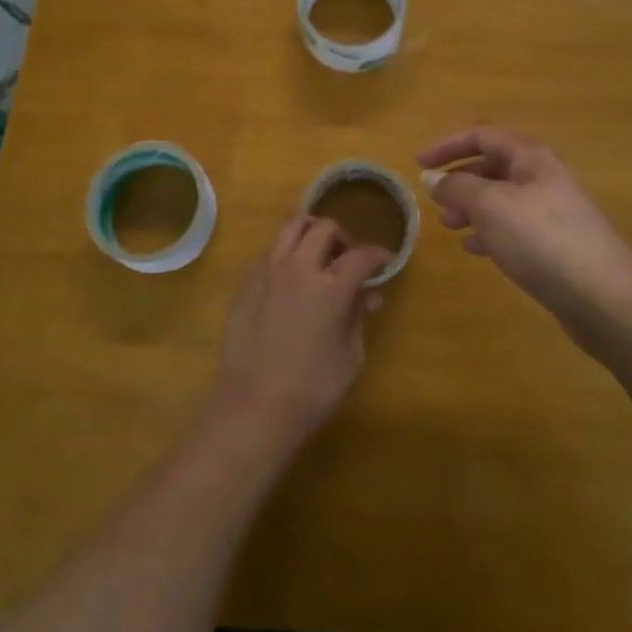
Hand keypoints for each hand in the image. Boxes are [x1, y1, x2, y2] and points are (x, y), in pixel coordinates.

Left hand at [213, 215, 390, 442]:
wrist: (253, 407)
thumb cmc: (312, 389)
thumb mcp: (350, 355)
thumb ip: (358, 316)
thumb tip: (368, 294)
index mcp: (331, 287)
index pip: (361, 255)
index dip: (378, 255)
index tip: (385, 261)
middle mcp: (298, 267)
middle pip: (325, 227)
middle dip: (343, 238)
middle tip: (347, 261)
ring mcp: (268, 270)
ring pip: (291, 225)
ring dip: (311, 233)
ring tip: (317, 256)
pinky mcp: (246, 281)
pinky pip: (270, 250)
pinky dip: (286, 253)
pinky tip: (290, 279)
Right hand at [419, 126, 631, 340]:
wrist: (603, 296)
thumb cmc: (540, 239)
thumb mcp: (489, 205)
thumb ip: (457, 187)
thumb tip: (432, 177)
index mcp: (530, 157)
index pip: (482, 136)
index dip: (447, 145)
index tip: (419, 164)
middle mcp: (543, 177)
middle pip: (493, 166)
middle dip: (460, 180)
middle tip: (435, 202)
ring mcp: (552, 211)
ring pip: (502, 199)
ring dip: (472, 208)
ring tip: (450, 227)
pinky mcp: (556, 244)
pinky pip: (515, 227)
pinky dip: (490, 232)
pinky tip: (475, 249)